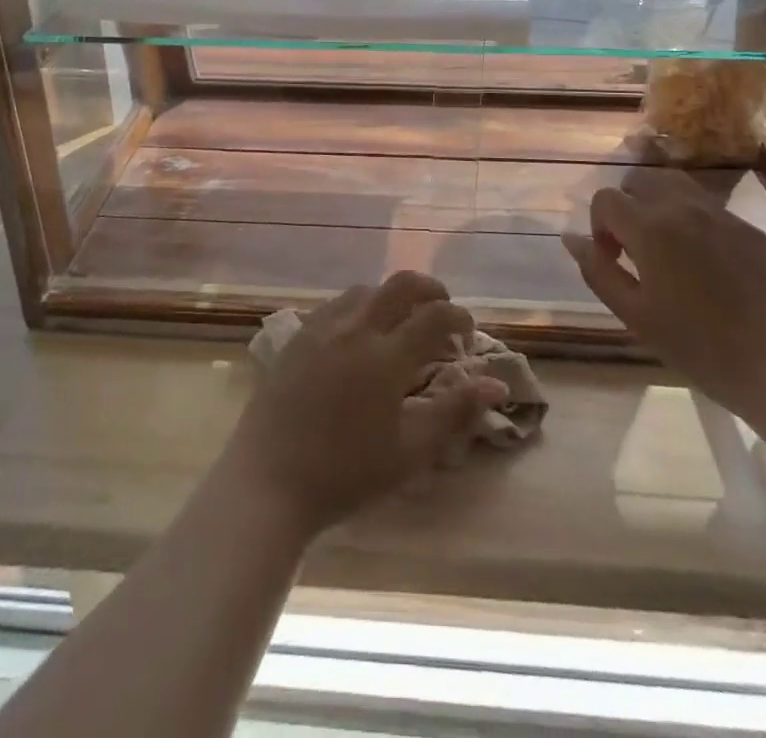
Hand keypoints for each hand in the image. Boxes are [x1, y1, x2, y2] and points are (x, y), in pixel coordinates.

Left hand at [218, 272, 508, 539]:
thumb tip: (496, 384)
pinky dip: (360, 306)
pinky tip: (359, 332)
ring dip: (391, 296)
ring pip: (365, 289)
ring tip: (401, 322)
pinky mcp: (297, 335)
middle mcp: (355, 328)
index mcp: (386, 356)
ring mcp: (322, 327)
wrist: (269, 480)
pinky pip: (336, 304)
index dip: (458, 317)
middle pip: (400, 285)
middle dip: (429, 289)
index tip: (469, 331)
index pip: (434, 316)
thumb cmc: (346, 473)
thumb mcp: (410, 451)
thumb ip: (455, 412)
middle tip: (442, 309)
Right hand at [562, 170, 765, 417]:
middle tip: (636, 251)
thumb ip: (598, 271)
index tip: (613, 259)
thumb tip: (571, 238)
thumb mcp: (636, 316)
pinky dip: (693, 221)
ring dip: (659, 205)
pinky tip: (707, 265)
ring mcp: (723, 215)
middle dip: (627, 207)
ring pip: (676, 185)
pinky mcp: (752, 230)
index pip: (606, 198)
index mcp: (651, 227)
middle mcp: (684, 207)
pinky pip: (710, 208)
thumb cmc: (701, 348)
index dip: (599, 226)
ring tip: (667, 248)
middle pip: (640, 180)